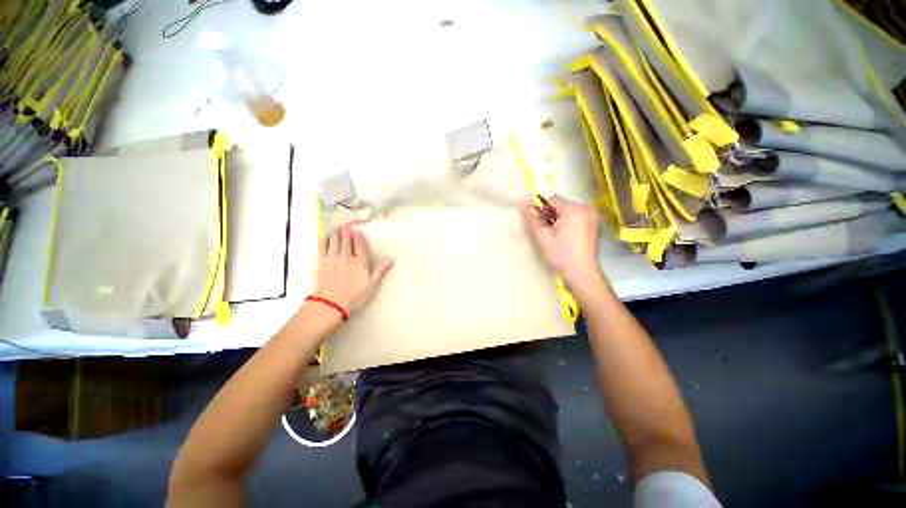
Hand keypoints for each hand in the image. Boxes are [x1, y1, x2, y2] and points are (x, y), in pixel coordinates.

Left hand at [314, 224, 393, 314]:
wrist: (331, 304)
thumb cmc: (355, 296)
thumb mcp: (372, 285)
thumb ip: (380, 270)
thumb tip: (391, 258)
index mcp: (360, 262)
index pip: (360, 244)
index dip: (359, 236)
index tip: (358, 230)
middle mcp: (346, 256)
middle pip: (347, 240)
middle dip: (347, 231)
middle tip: (347, 224)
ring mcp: (333, 258)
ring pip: (335, 240)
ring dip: (337, 233)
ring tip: (338, 228)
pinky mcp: (322, 262)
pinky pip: (322, 247)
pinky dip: (324, 240)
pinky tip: (326, 237)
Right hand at [521, 196, 605, 296]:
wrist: (582, 274)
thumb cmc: (561, 255)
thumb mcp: (543, 237)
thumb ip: (533, 219)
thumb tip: (524, 204)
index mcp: (574, 210)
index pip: (552, 200)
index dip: (542, 211)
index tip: (539, 225)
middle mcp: (586, 209)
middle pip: (561, 206)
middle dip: (551, 216)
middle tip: (547, 233)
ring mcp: (592, 217)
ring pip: (568, 212)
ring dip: (559, 221)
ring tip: (556, 238)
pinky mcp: (594, 226)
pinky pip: (576, 218)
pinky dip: (568, 225)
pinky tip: (565, 239)